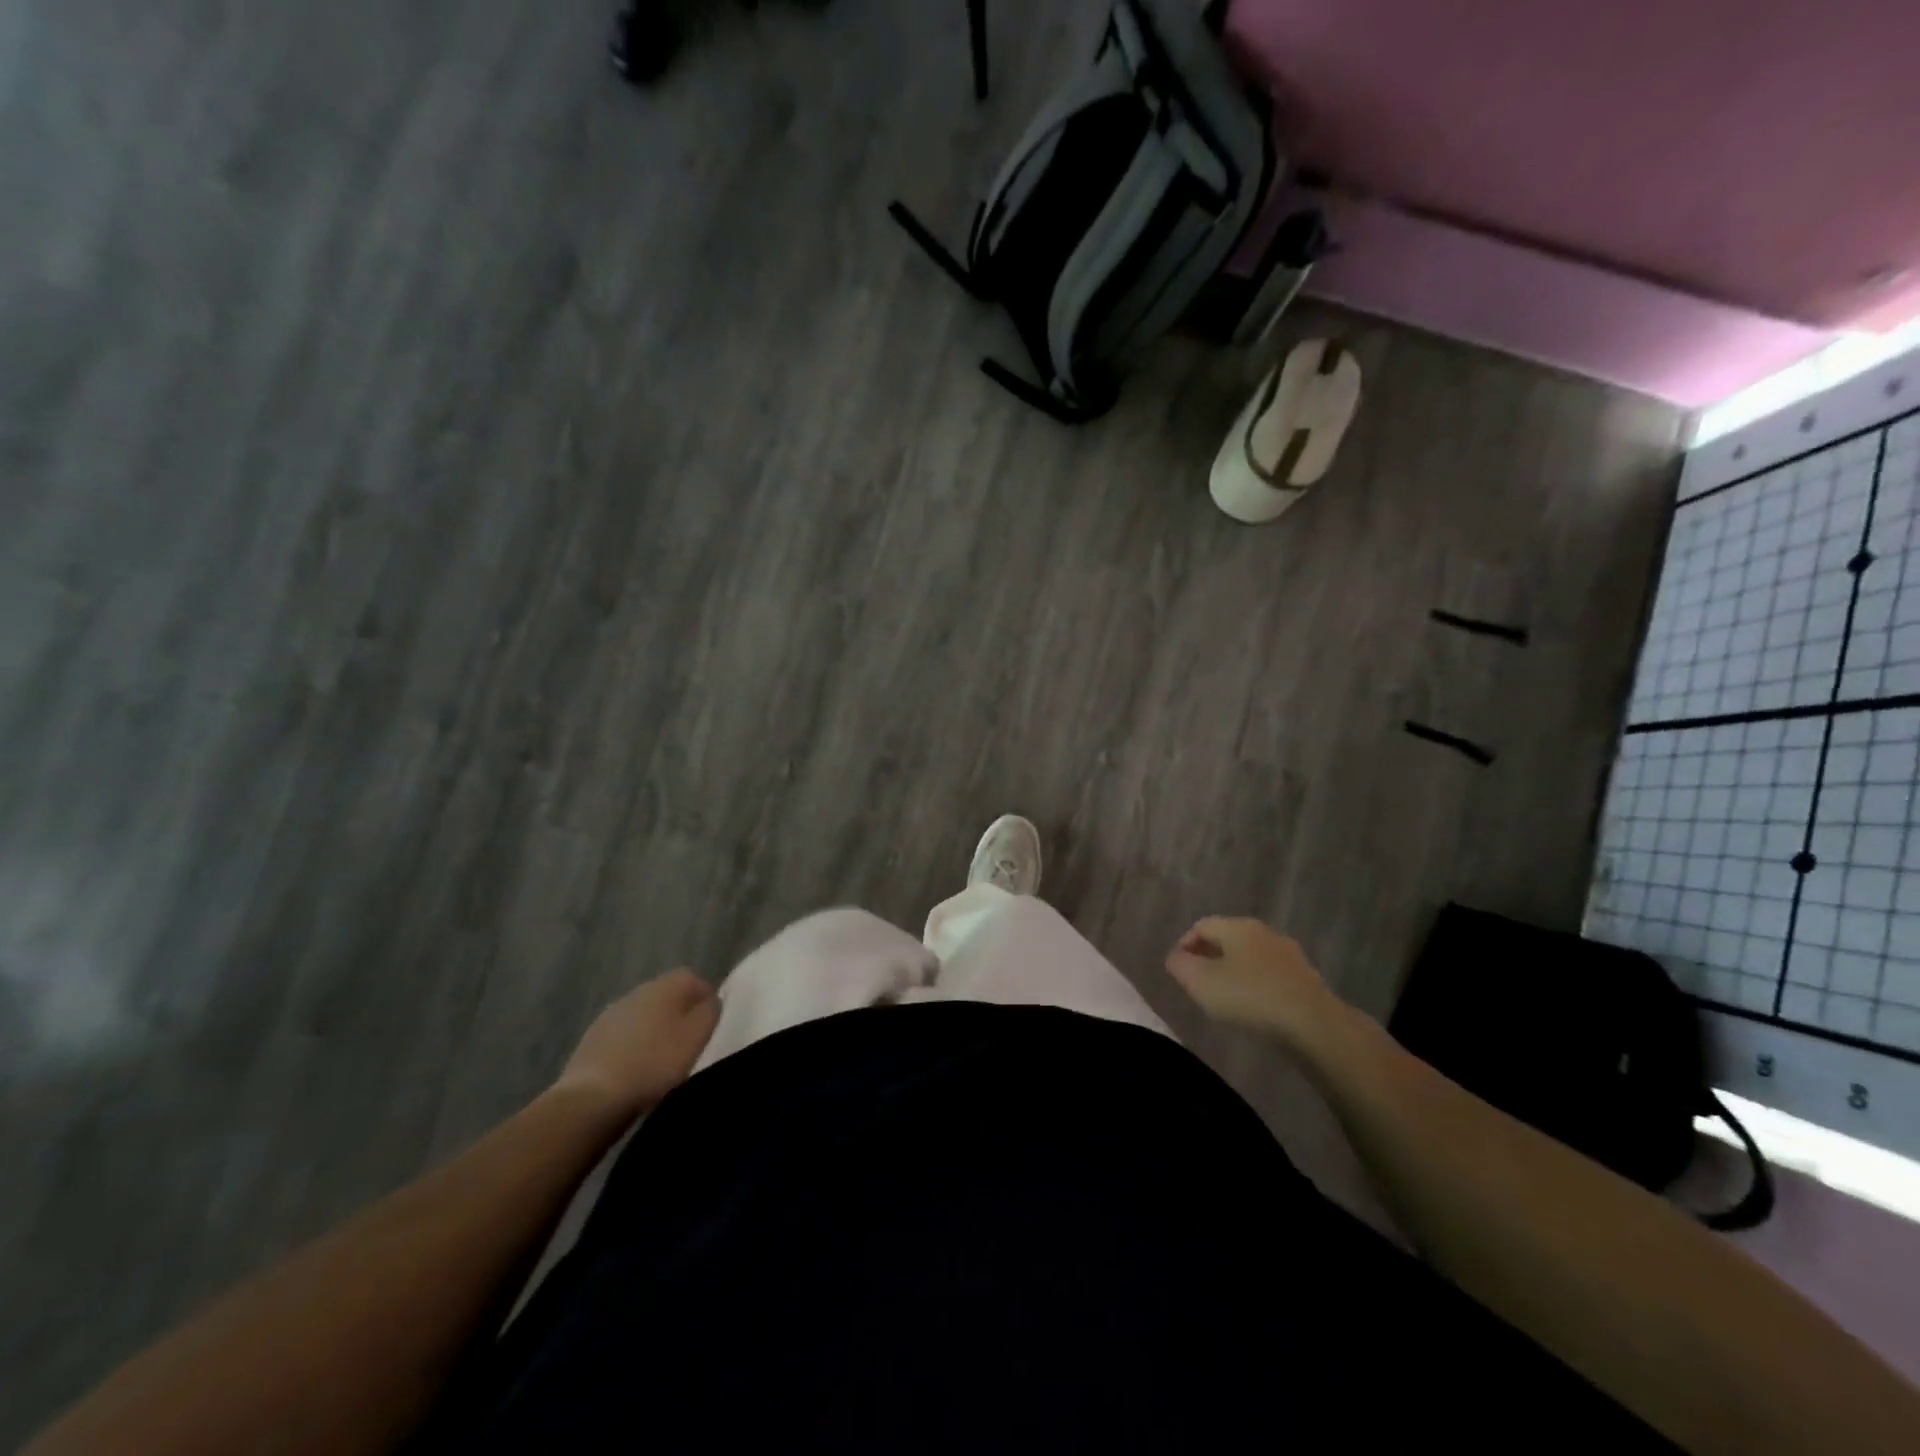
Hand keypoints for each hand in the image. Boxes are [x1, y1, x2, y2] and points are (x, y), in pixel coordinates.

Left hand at [554, 969, 719, 1118]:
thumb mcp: (697, 1036)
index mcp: (664, 986)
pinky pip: (623, 1036)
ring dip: (654, 1030)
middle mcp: (636, 992)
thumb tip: (711, 1000)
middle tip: (689, 1042)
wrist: (593, 1098)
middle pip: (666, 995)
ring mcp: (610, 1015)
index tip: (710, 1022)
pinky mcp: (591, 1040)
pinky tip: (635, 1069)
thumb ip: (710, 1011)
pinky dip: (633, 1046)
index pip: (691, 977)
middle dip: (679, 1013)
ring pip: (643, 1015)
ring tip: (662, 1059)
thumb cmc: (655, 1063)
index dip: (704, 996)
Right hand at [1164, 917, 1343, 1046]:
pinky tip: (1254, 1007)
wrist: (1313, 1023)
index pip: (1201, 925)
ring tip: (1225, 997)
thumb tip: (1176, 957)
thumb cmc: (1250, 996)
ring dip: (1234, 971)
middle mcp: (1263, 932)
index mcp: (1237, 926)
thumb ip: (1181, 966)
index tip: (1178, 969)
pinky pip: (1270, 975)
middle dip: (1209, 957)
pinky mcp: (1305, 978)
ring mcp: (1288, 954)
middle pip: (1227, 938)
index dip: (1184, 944)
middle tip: (1198, 982)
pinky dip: (1256, 985)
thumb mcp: (1201, 982)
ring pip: (1250, 957)